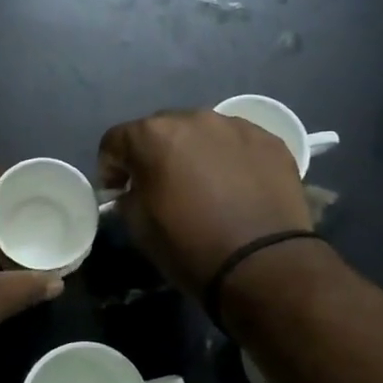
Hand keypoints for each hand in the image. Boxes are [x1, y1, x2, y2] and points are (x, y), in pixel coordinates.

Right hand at [97, 111, 310, 296]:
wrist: (262, 265)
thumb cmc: (190, 247)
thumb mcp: (138, 226)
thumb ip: (129, 196)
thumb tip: (135, 190)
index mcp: (153, 136)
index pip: (116, 140)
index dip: (111, 167)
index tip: (118, 191)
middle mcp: (194, 118)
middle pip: (162, 129)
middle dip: (155, 154)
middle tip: (161, 186)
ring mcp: (236, 127)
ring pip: (203, 133)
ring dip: (195, 153)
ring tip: (205, 186)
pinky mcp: (271, 141)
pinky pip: (238, 145)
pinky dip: (231, 160)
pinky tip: (238, 189)